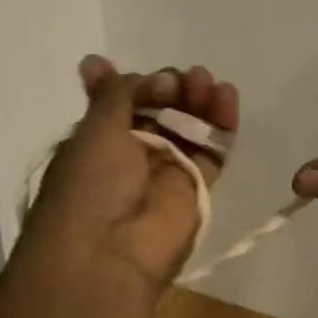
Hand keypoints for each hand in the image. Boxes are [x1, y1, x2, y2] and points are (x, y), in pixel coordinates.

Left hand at [11, 56, 238, 301]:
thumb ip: (112, 94)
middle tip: (179, 81)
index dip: (138, 83)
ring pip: (189, 125)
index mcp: (97, 140)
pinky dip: (222, 122)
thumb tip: (98, 61)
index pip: (124, 100)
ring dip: (199, 99)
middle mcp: (130, 154)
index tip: (149, 78)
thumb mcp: (95, 130)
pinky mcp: (196, 187)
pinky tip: (227, 97)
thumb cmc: (90, 186)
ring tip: (207, 83)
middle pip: (161, 109)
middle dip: (171, 87)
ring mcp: (165, 170)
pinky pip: (213, 148)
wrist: (109, 256)